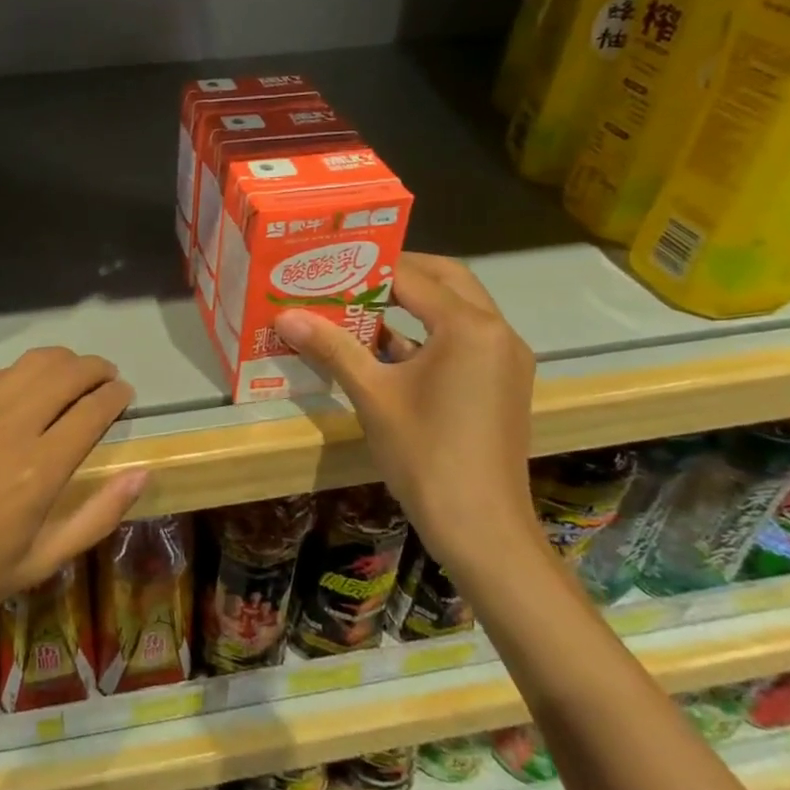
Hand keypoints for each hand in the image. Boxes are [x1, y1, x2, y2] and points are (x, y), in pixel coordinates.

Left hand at [0, 347, 146, 645]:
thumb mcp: (41, 562)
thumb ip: (98, 515)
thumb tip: (142, 474)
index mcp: (40, 469)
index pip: (93, 409)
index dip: (115, 395)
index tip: (123, 393)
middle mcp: (10, 426)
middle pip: (67, 373)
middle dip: (95, 368)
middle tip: (104, 376)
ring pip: (30, 364)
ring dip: (60, 362)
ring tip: (69, 372)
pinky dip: (16, 377)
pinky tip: (15, 393)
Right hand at [274, 253, 537, 576]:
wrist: (481, 528)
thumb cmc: (425, 454)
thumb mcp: (372, 394)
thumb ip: (331, 347)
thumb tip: (284, 316)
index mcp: (469, 326)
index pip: (411, 276)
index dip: (366, 266)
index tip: (327, 261)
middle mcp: (497, 331)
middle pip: (446, 279)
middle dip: (398, 272)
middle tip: (350, 272)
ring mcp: (505, 358)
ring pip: (459, 307)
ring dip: (415, 300)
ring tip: (360, 300)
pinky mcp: (503, 381)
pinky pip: (465, 336)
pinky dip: (429, 330)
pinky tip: (386, 344)